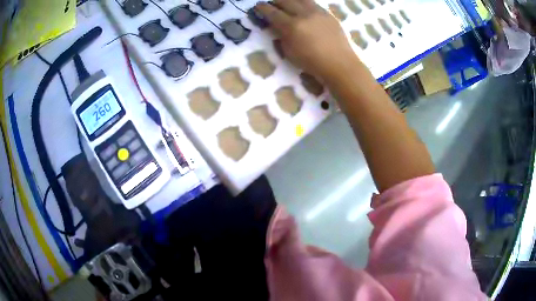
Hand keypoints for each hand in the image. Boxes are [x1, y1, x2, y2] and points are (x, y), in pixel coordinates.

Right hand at [255, 0, 358, 79]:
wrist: (339, 63)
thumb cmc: (312, 63)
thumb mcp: (289, 53)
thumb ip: (281, 37)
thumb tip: (277, 27)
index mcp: (291, 26)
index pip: (272, 13)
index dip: (263, 8)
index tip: (258, 6)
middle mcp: (303, 14)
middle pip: (285, 1)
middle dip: (276, 1)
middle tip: (272, 4)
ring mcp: (317, 12)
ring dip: (290, 0)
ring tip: (287, 3)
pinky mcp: (328, 14)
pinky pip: (313, 3)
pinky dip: (304, 3)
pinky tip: (303, 6)